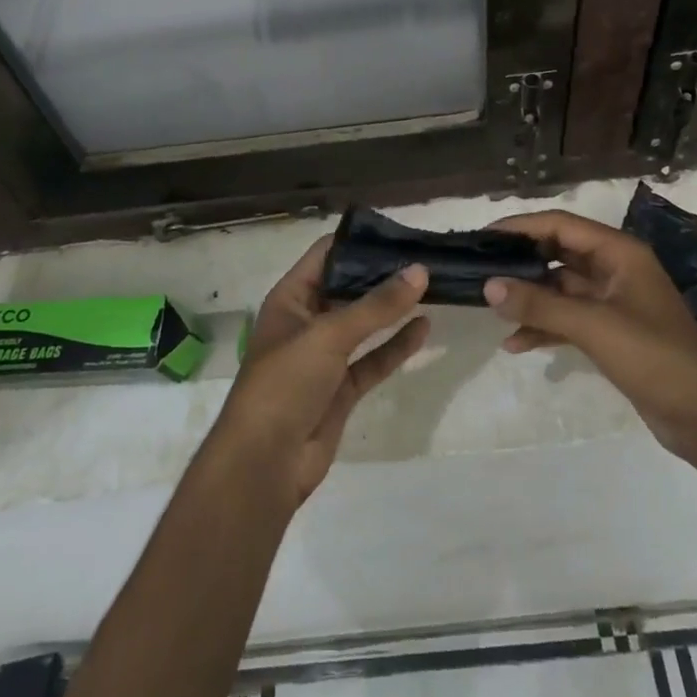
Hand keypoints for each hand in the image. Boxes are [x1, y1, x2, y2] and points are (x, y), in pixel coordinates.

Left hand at [211, 238, 429, 503]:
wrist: (264, 464)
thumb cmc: (285, 383)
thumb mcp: (329, 335)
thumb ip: (377, 305)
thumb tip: (420, 271)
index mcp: (290, 298)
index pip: (326, 254)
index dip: (359, 241)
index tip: (400, 232)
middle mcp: (307, 321)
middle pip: (348, 287)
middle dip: (382, 273)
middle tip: (426, 256)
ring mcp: (324, 356)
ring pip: (364, 324)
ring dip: (393, 308)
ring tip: (432, 285)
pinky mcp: (341, 388)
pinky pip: (374, 358)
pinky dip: (397, 345)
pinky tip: (425, 327)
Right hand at [484, 210, 696, 455]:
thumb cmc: (653, 357)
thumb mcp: (593, 325)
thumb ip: (540, 304)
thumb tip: (488, 285)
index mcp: (620, 253)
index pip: (561, 225)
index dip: (521, 226)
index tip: (484, 237)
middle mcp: (616, 269)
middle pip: (559, 253)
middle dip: (522, 262)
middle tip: (481, 270)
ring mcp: (614, 302)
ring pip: (561, 289)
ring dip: (530, 298)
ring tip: (491, 308)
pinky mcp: (612, 333)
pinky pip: (568, 319)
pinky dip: (544, 327)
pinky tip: (515, 344)